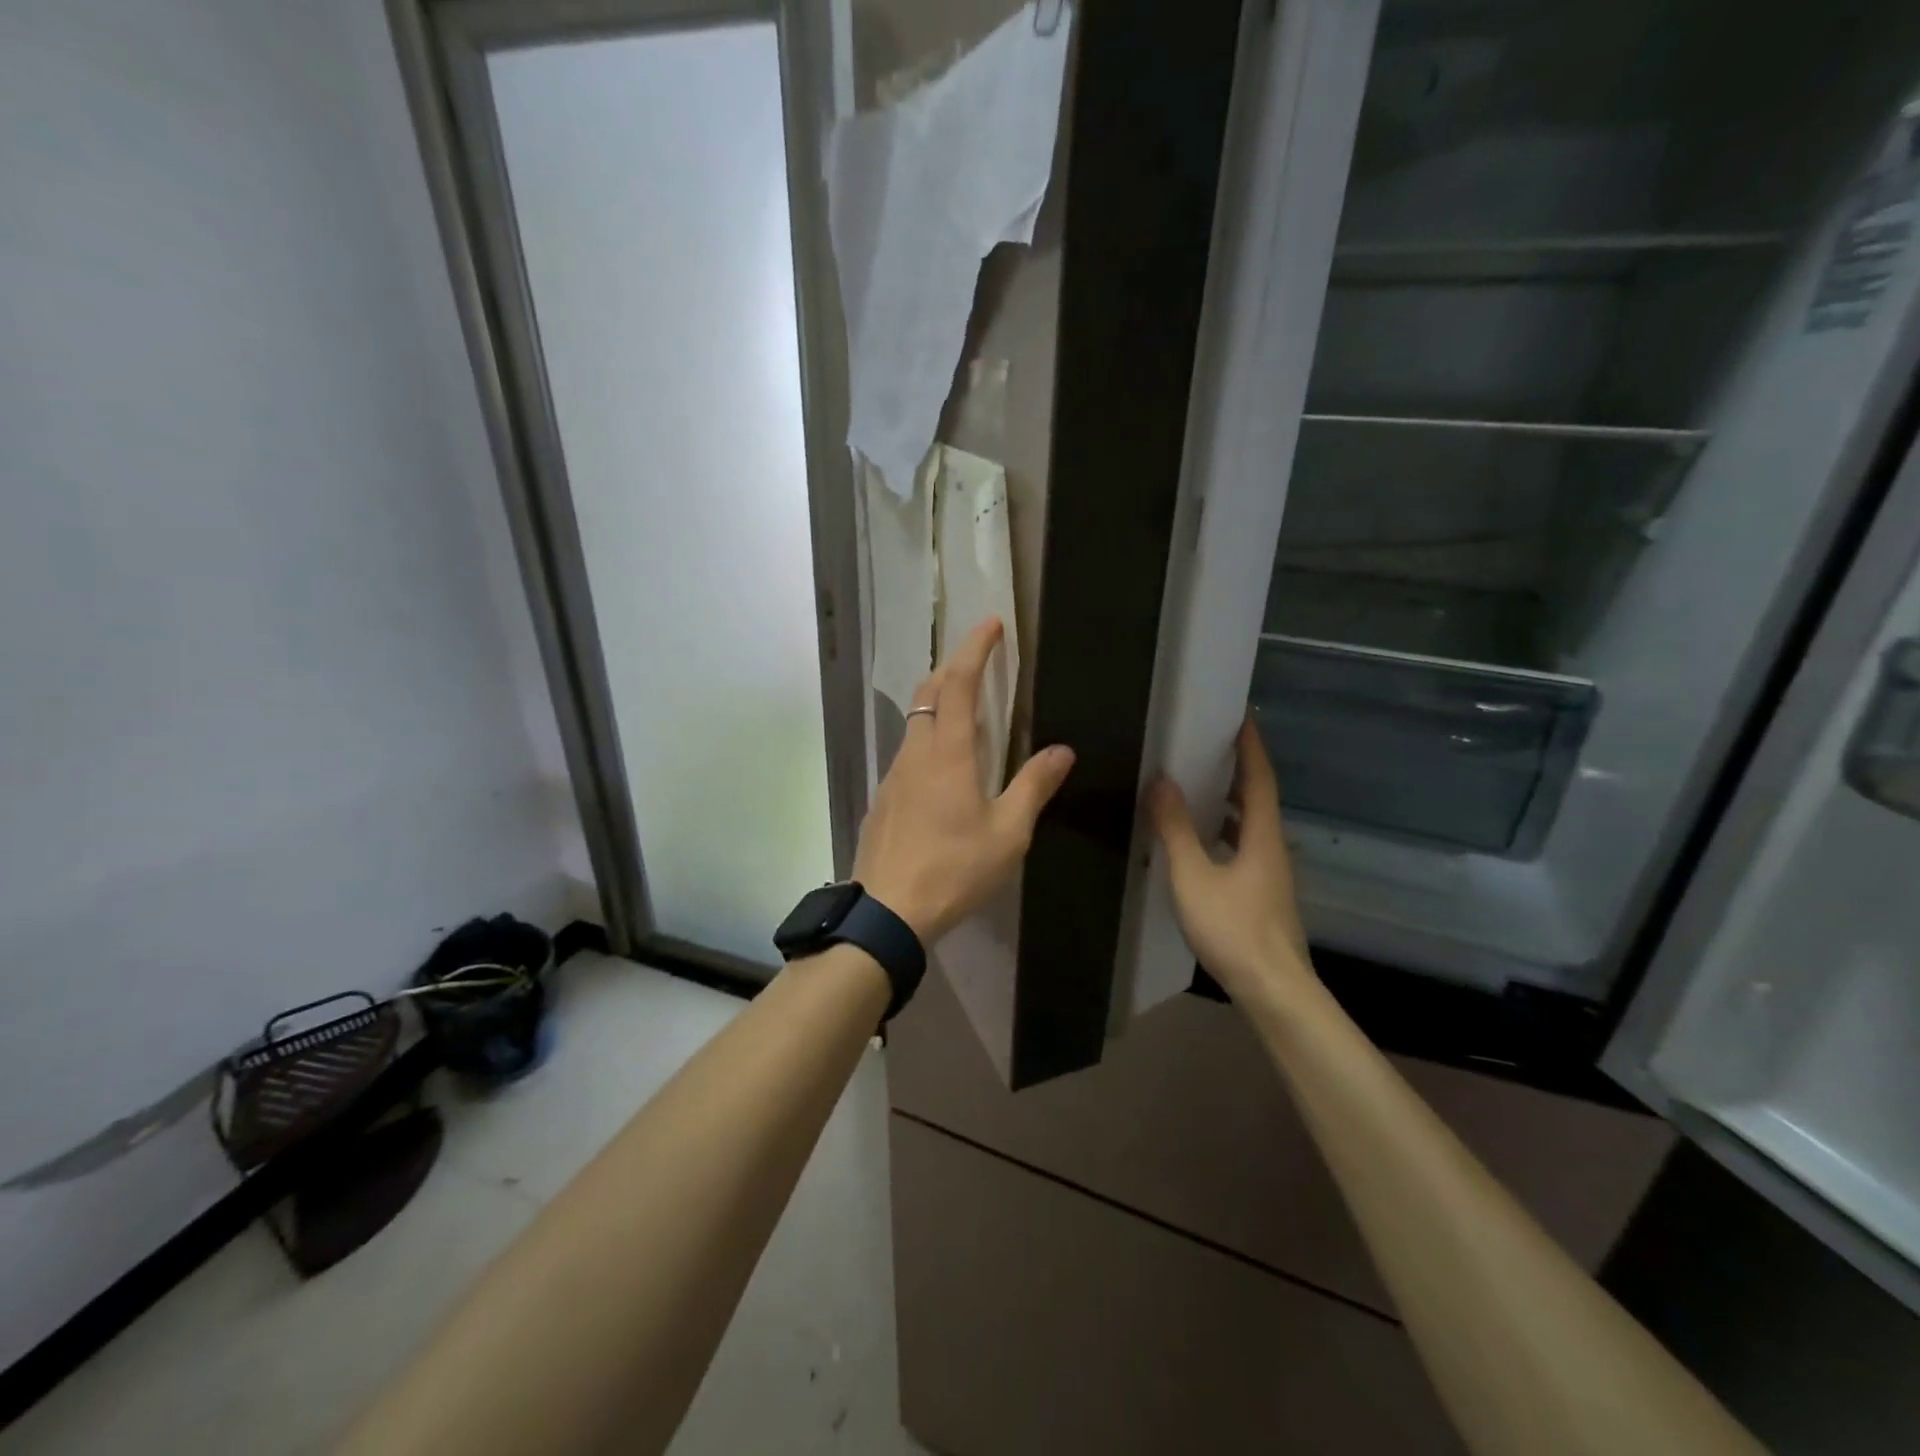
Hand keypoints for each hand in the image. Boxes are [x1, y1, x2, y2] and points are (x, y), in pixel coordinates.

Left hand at [855, 617, 1075, 944]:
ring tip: (966, 709)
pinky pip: (907, 753)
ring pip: (914, 722)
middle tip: (978, 659)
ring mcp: (893, 776)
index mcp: (948, 753)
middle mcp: (915, 754)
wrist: (886, 912)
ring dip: (939, 702)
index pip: (958, 683)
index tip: (991, 624)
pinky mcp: (883, 799)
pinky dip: (927, 738)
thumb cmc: (954, 870)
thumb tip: (1063, 750)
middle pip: (929, 692)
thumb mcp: (1008, 833)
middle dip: (953, 666)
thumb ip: (1034, 786)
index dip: (975, 648)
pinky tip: (942, 767)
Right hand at [1148, 717, 1314, 1007]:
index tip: (1240, 717)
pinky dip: (1224, 833)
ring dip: (1230, 803)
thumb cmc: (1234, 929)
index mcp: (1262, 836)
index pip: (1259, 778)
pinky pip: (1244, 848)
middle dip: (1237, 770)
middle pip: (1258, 799)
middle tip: (1208, 747)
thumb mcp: (1193, 876)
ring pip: (1251, 826)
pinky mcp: (1263, 896)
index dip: (1250, 746)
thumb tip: (1161, 781)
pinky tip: (1201, 844)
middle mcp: (1273, 848)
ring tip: (1199, 787)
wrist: (1274, 991)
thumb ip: (1175, 829)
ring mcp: (1271, 875)